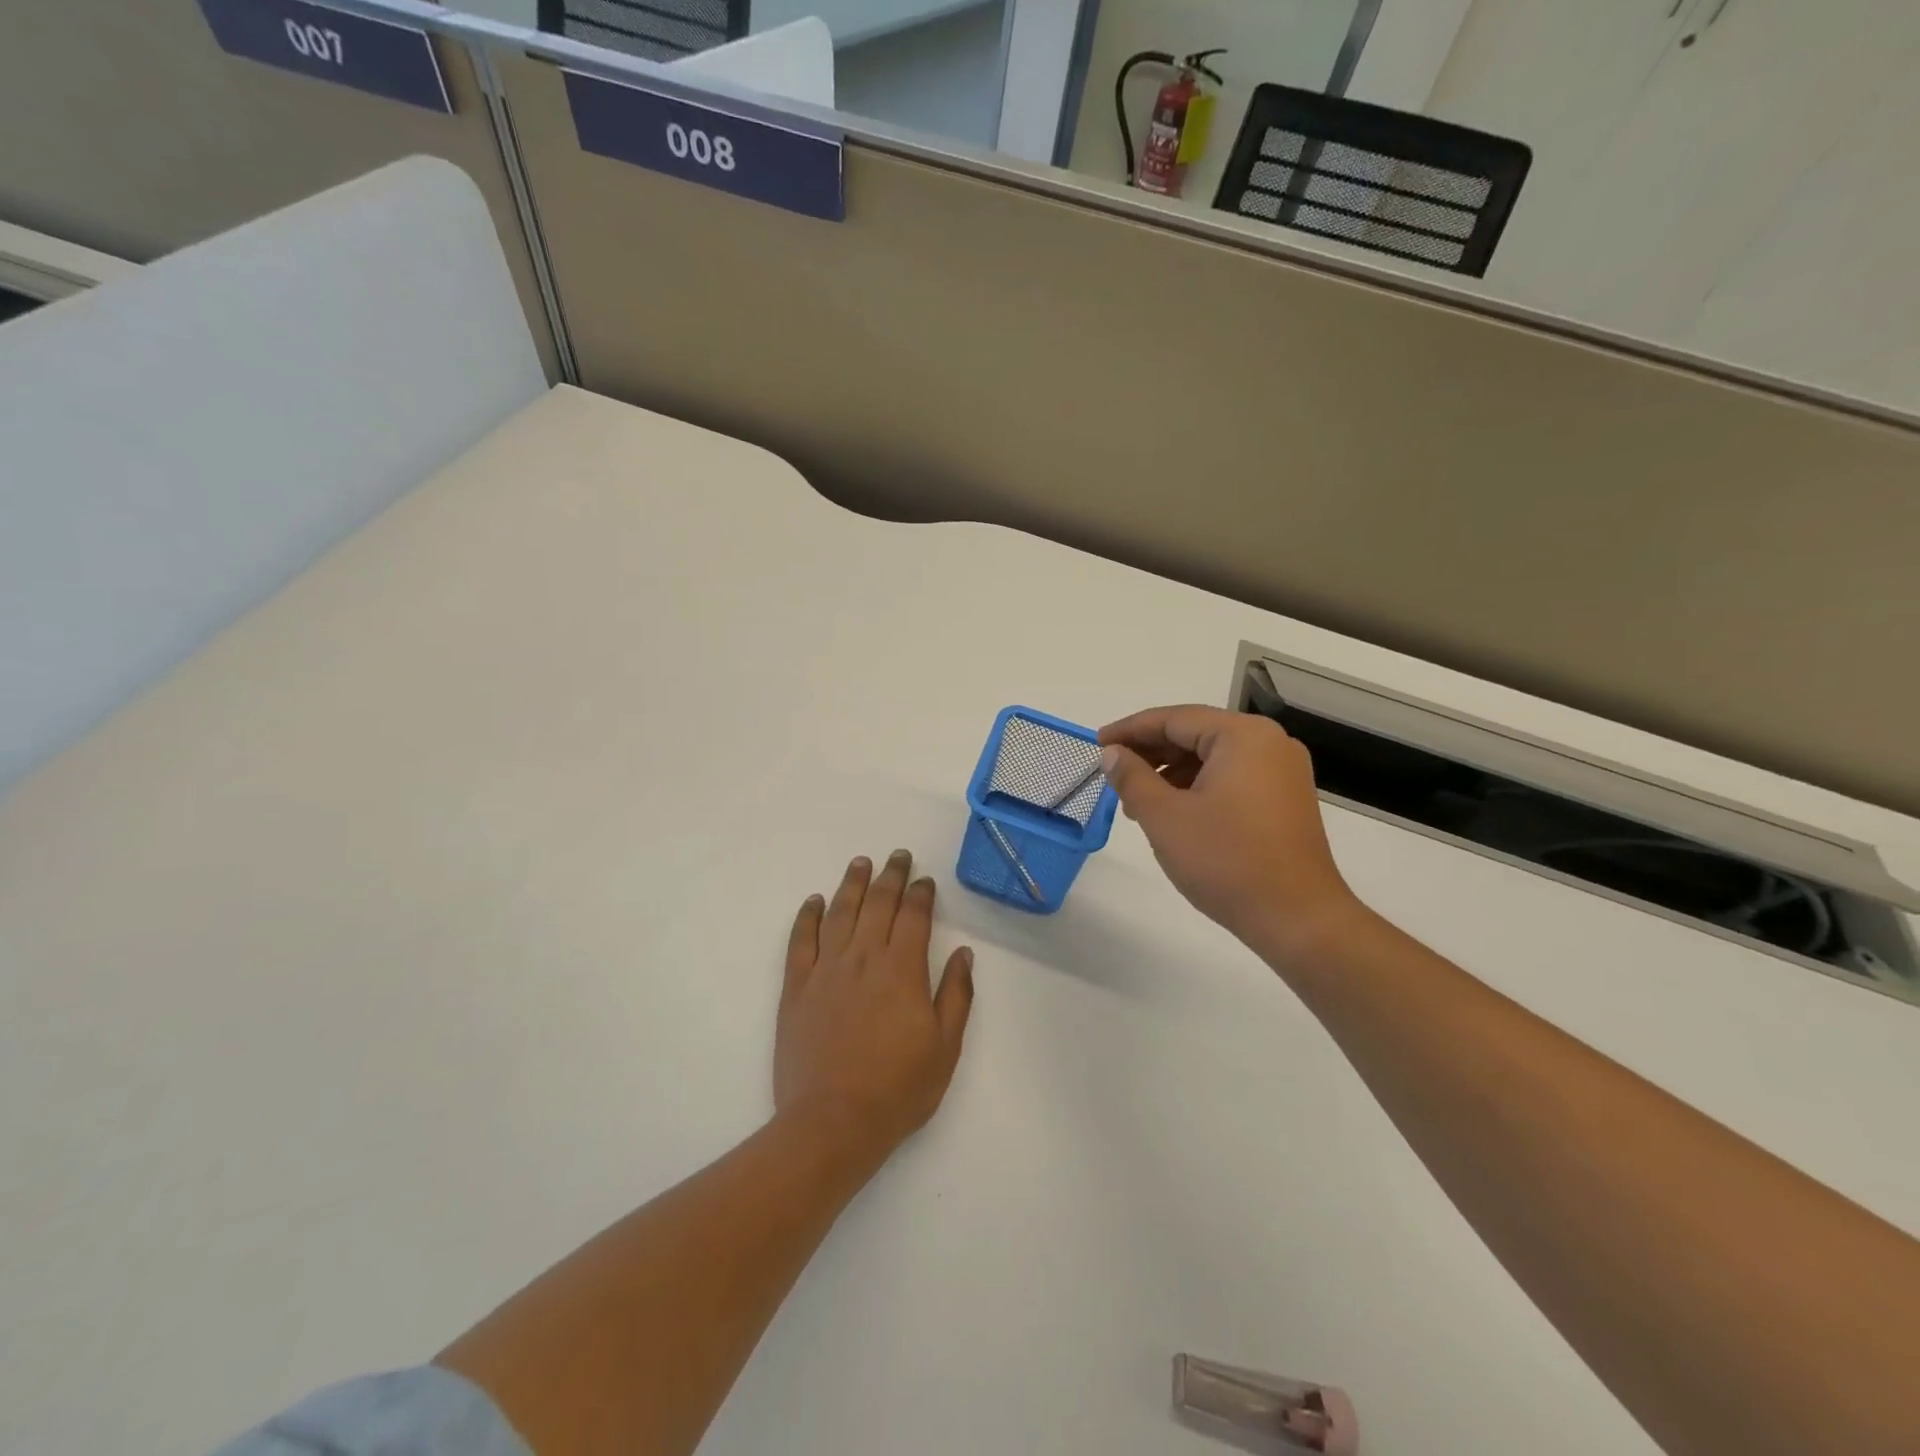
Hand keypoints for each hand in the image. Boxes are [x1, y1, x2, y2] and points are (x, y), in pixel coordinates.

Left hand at [775, 851, 974, 1163]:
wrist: (831, 1123)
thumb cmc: (897, 1089)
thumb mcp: (945, 1047)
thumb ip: (956, 995)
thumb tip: (964, 954)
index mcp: (902, 969)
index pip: (914, 916)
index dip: (921, 894)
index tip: (925, 881)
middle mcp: (864, 958)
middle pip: (878, 903)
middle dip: (891, 876)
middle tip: (897, 856)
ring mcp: (826, 970)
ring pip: (840, 912)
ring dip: (852, 884)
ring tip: (860, 863)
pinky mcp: (796, 988)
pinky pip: (801, 940)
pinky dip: (808, 916)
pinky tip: (815, 900)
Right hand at [1098, 706, 1363, 960]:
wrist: (1297, 919)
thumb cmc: (1226, 861)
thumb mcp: (1165, 816)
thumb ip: (1132, 777)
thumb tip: (1112, 754)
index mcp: (1243, 736)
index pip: (1174, 718)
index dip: (1130, 730)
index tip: (1097, 743)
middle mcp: (1269, 743)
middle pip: (1196, 734)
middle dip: (1151, 753)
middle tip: (1113, 774)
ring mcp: (1282, 772)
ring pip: (1212, 758)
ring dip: (1171, 773)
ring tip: (1137, 803)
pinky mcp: (1285, 800)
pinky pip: (1232, 778)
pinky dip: (1198, 788)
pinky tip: (1173, 813)